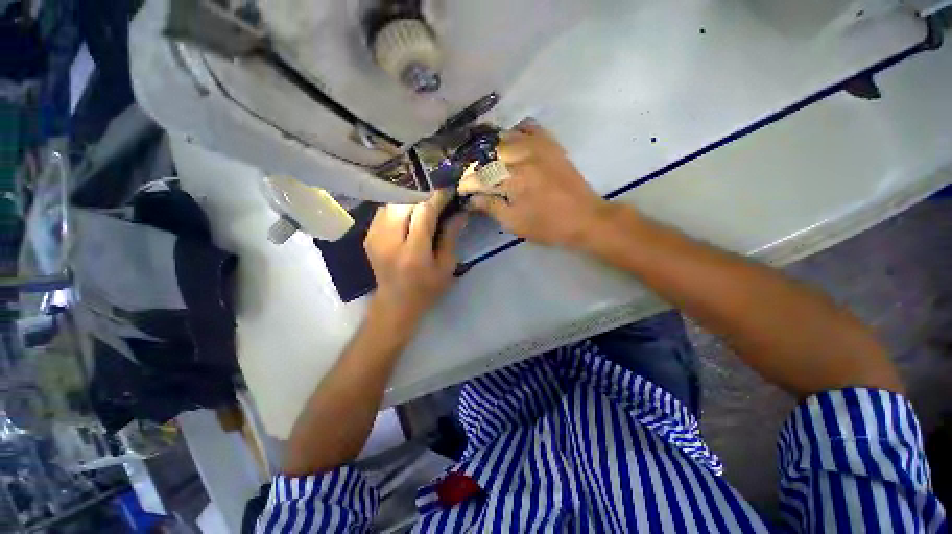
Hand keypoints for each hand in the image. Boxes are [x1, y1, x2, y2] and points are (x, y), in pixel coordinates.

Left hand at [364, 191, 466, 329]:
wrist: (395, 303)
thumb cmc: (426, 289)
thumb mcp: (446, 267)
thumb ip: (451, 237)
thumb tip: (460, 212)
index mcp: (413, 253)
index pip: (424, 213)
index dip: (437, 197)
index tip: (448, 190)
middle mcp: (389, 241)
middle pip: (405, 203)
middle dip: (423, 196)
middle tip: (437, 197)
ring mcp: (374, 237)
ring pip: (392, 203)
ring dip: (410, 200)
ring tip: (424, 203)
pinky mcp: (368, 236)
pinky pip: (384, 210)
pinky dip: (398, 207)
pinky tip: (409, 213)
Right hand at [459, 119, 611, 246]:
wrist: (584, 218)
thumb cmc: (547, 226)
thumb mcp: (515, 223)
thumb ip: (491, 207)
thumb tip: (471, 199)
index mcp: (513, 179)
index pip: (480, 176)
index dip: (468, 183)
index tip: (462, 189)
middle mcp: (523, 156)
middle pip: (489, 152)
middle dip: (477, 165)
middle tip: (473, 176)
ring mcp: (538, 147)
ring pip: (506, 136)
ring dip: (492, 148)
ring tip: (487, 160)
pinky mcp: (550, 145)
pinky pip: (529, 128)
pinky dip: (516, 133)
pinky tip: (512, 144)